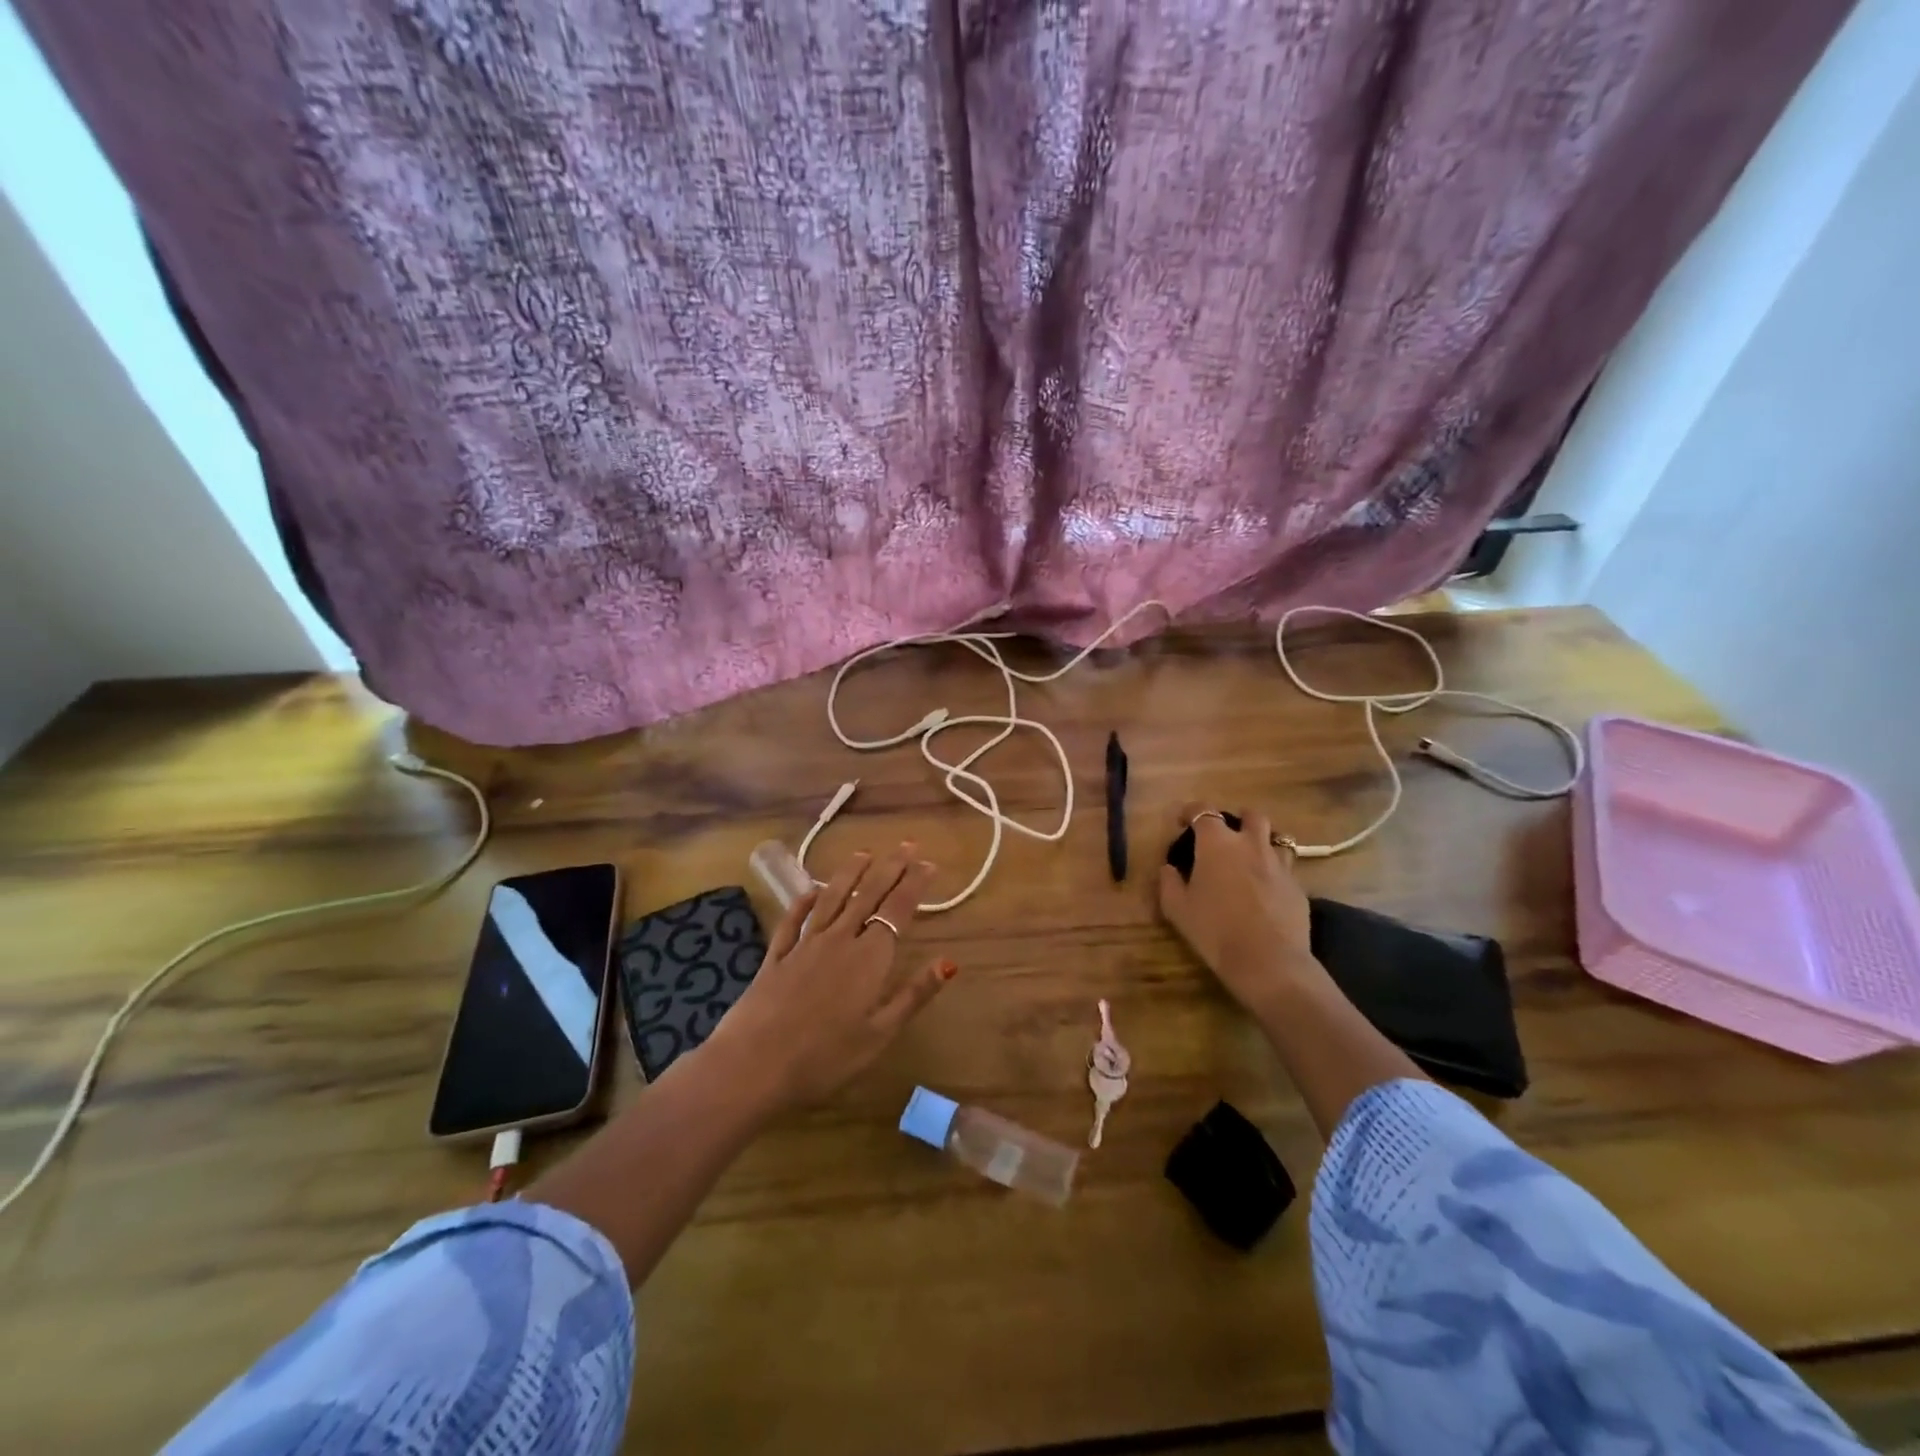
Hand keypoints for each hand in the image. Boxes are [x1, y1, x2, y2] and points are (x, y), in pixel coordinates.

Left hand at [707, 844, 956, 1109]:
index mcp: (869, 958)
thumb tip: (949, 961)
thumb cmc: (825, 1058)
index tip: (929, 864)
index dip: (914, 884)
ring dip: (850, 873)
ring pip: (831, 899)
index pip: (897, 910)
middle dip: (890, 867)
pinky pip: (793, 920)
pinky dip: (804, 901)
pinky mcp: (776, 957)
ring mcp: (804, 946)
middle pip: (868, 895)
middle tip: (906, 845)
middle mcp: (839, 940)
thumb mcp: (879, 1034)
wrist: (752, 1066)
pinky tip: (811, 891)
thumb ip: (914, 994)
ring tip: (864, 853)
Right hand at [1157, 805, 1316, 1015]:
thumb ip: (1168, 882)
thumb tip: (1168, 868)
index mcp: (1217, 844)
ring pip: (1276, 838)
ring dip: (1262, 842)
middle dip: (1237, 819)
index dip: (1190, 812)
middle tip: (1225, 837)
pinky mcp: (1297, 886)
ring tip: (1251, 859)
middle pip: (1250, 815)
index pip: (1203, 811)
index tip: (1182, 822)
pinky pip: (1286, 868)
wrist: (1268, 962)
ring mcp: (1279, 864)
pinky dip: (1274, 871)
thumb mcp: (1177, 909)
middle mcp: (1251, 844)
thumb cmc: (1214, 930)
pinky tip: (1266, 891)